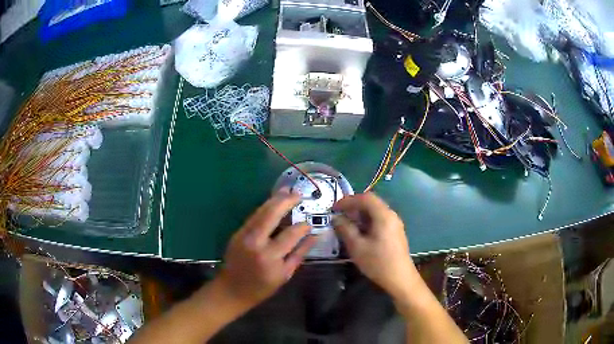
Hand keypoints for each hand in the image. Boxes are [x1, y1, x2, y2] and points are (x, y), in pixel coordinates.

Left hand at [215, 188, 317, 309]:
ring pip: (260, 212)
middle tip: (298, 195)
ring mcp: (244, 236)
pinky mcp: (237, 233)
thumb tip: (314, 237)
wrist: (231, 290)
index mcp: (270, 257)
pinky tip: (272, 203)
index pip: (291, 235)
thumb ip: (300, 254)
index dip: (302, 227)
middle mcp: (256, 243)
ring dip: (274, 200)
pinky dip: (264, 208)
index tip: (309, 224)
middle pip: (271, 215)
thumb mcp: (284, 275)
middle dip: (286, 202)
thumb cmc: (261, 288)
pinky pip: (253, 216)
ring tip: (286, 192)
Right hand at [332, 193, 417, 300]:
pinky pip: (379, 220)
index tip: (334, 208)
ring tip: (346, 224)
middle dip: (353, 206)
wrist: (400, 279)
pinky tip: (359, 232)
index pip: (365, 198)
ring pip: (375, 211)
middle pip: (371, 202)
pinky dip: (367, 221)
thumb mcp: (357, 247)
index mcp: (384, 216)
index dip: (348, 200)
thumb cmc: (378, 263)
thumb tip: (336, 218)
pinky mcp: (395, 232)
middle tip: (339, 215)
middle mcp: (391, 215)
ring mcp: (395, 224)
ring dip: (360, 214)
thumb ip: (345, 229)